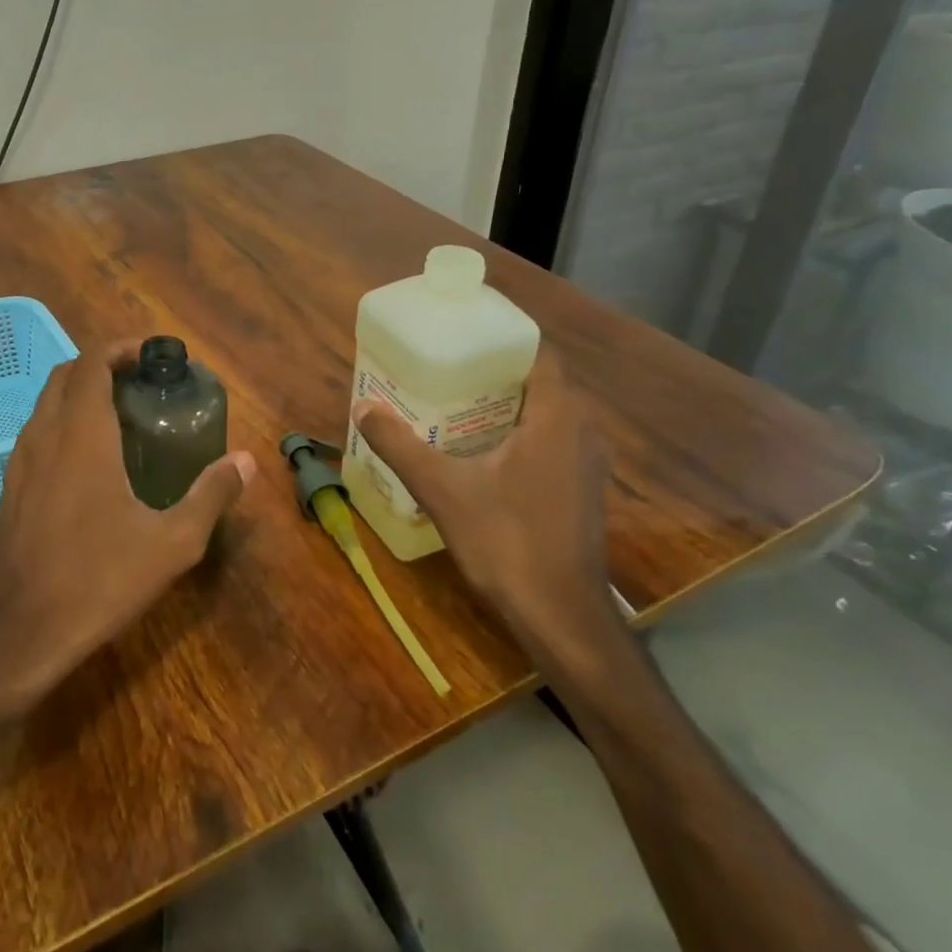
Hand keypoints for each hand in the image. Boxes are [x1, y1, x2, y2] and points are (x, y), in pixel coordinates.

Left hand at [0, 340, 256, 714]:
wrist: (19, 633)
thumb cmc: (99, 581)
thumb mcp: (172, 544)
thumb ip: (211, 495)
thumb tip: (247, 461)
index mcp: (82, 434)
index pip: (93, 363)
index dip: (121, 349)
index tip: (152, 354)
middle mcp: (45, 435)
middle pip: (67, 375)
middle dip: (101, 365)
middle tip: (140, 381)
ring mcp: (19, 461)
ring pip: (47, 403)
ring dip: (79, 393)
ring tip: (120, 414)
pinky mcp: (9, 487)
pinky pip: (36, 433)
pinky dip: (62, 422)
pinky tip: (89, 460)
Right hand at [351, 347, 616, 660]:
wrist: (561, 617)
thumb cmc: (507, 541)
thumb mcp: (441, 488)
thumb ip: (400, 445)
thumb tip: (364, 408)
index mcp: (556, 417)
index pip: (541, 353)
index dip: (506, 337)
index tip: (465, 334)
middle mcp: (581, 431)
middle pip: (541, 381)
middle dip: (497, 370)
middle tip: (448, 366)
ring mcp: (587, 464)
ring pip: (548, 414)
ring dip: (509, 404)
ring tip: (457, 401)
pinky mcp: (582, 491)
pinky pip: (552, 442)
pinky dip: (521, 433)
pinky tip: (482, 451)